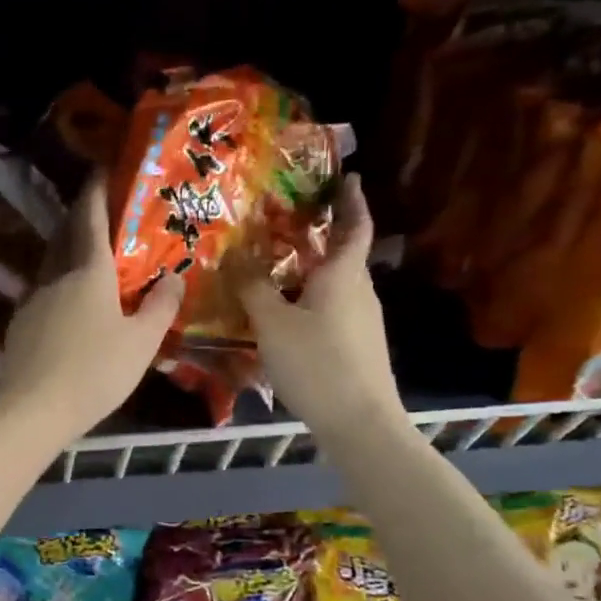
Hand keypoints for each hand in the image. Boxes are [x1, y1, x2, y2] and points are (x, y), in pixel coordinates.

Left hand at [0, 176, 184, 447]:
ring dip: (69, 249)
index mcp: (88, 271)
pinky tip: (71, 303)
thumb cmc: (94, 373)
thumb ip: (161, 307)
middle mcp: (55, 276)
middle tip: (103, 209)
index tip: (103, 167)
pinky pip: (44, 290)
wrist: (31, 411)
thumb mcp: (141, 343)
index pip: (90, 216)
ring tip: (91, 255)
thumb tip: (175, 277)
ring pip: (53, 262)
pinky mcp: (20, 324)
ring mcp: (32, 299)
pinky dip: (60, 282)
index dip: (96, 188)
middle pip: (66, 234)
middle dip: (82, 215)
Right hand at [230, 173, 404, 435]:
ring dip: (312, 271)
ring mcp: (363, 321)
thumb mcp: (273, 323)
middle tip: (288, 222)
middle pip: (343, 254)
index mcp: (343, 274)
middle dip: (321, 235)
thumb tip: (237, 256)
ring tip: (277, 268)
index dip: (352, 200)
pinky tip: (286, 316)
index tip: (349, 178)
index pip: (355, 226)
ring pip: (336, 284)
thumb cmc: (316, 363)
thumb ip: (253, 287)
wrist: (359, 423)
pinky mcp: (358, 347)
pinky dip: (311, 300)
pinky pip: (332, 309)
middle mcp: (359, 291)